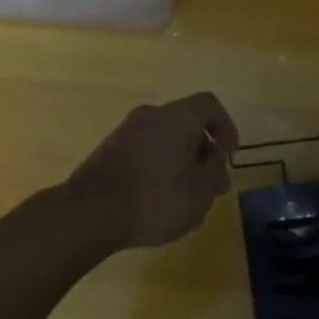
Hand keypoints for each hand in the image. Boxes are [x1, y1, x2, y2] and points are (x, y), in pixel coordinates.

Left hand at [68, 92, 239, 250]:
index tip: (228, 158)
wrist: (90, 212)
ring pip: (165, 141)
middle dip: (203, 154)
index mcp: (177, 117)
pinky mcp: (109, 150)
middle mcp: (151, 115)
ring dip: (181, 164)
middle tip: (211, 187)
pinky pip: (145, 152)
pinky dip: (159, 169)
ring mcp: (126, 131)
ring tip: (187, 202)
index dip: (226, 128)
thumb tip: (213, 160)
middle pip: (187, 124)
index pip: (210, 105)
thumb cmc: (155, 199)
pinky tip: (159, 203)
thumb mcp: (200, 192)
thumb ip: (214, 172)